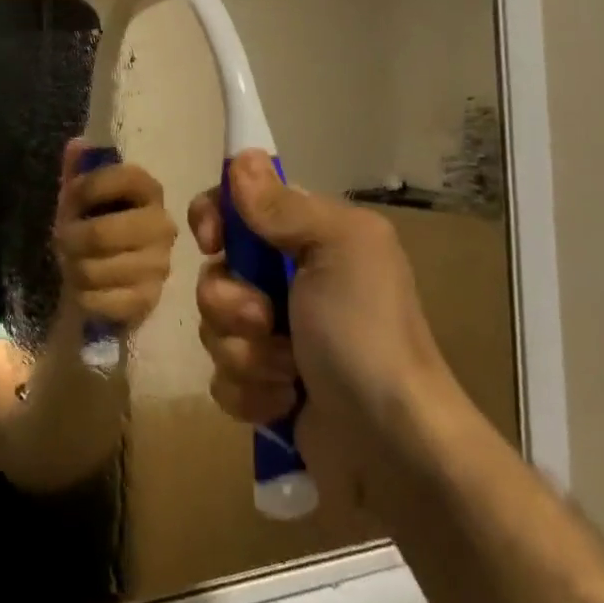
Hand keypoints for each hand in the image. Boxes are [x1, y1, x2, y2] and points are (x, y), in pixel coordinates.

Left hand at [53, 141, 176, 331]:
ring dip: (74, 268)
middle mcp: (162, 225)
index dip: (86, 188)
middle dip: (71, 239)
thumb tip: (78, 145)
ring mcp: (159, 265)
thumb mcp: (80, 196)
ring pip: (95, 269)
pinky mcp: (148, 300)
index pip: (123, 178)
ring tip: (74, 264)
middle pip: (101, 233)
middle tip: (63, 241)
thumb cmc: (91, 226)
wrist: (103, 279)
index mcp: (148, 190)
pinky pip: (101, 299)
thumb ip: (78, 169)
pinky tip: (85, 290)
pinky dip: (84, 296)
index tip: (70, 199)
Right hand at [191, 152, 456, 519]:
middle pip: (215, 272)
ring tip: (287, 372)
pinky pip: (222, 378)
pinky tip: (283, 402)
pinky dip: (250, 392)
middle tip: (266, 320)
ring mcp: (274, 337)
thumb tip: (241, 159)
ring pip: (213, 328)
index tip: (212, 240)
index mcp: (310, 240)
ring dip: (244, 353)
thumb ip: (283, 206)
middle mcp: (288, 282)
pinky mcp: (264, 386)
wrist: (391, 443)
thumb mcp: (337, 249)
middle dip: (231, 302)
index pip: (237, 208)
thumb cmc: (365, 333)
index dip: (214, 218)